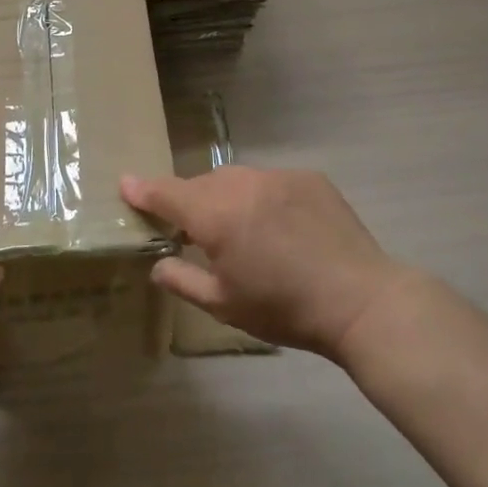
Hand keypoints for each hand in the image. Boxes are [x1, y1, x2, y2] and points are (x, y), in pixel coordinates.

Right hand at [121, 165, 409, 362]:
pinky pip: (270, 181)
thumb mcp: (224, 305)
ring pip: (237, 179)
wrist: (361, 301)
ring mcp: (278, 176)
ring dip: (227, 197)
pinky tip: (279, 226)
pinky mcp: (309, 178)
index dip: (143, 190)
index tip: (126, 184)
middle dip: (190, 202)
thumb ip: (182, 280)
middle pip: (202, 185)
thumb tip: (158, 264)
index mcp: (216, 215)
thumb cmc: (285, 309)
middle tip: (194, 232)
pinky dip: (262, 197)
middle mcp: (242, 184)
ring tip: (240, 229)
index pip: (167, 193)